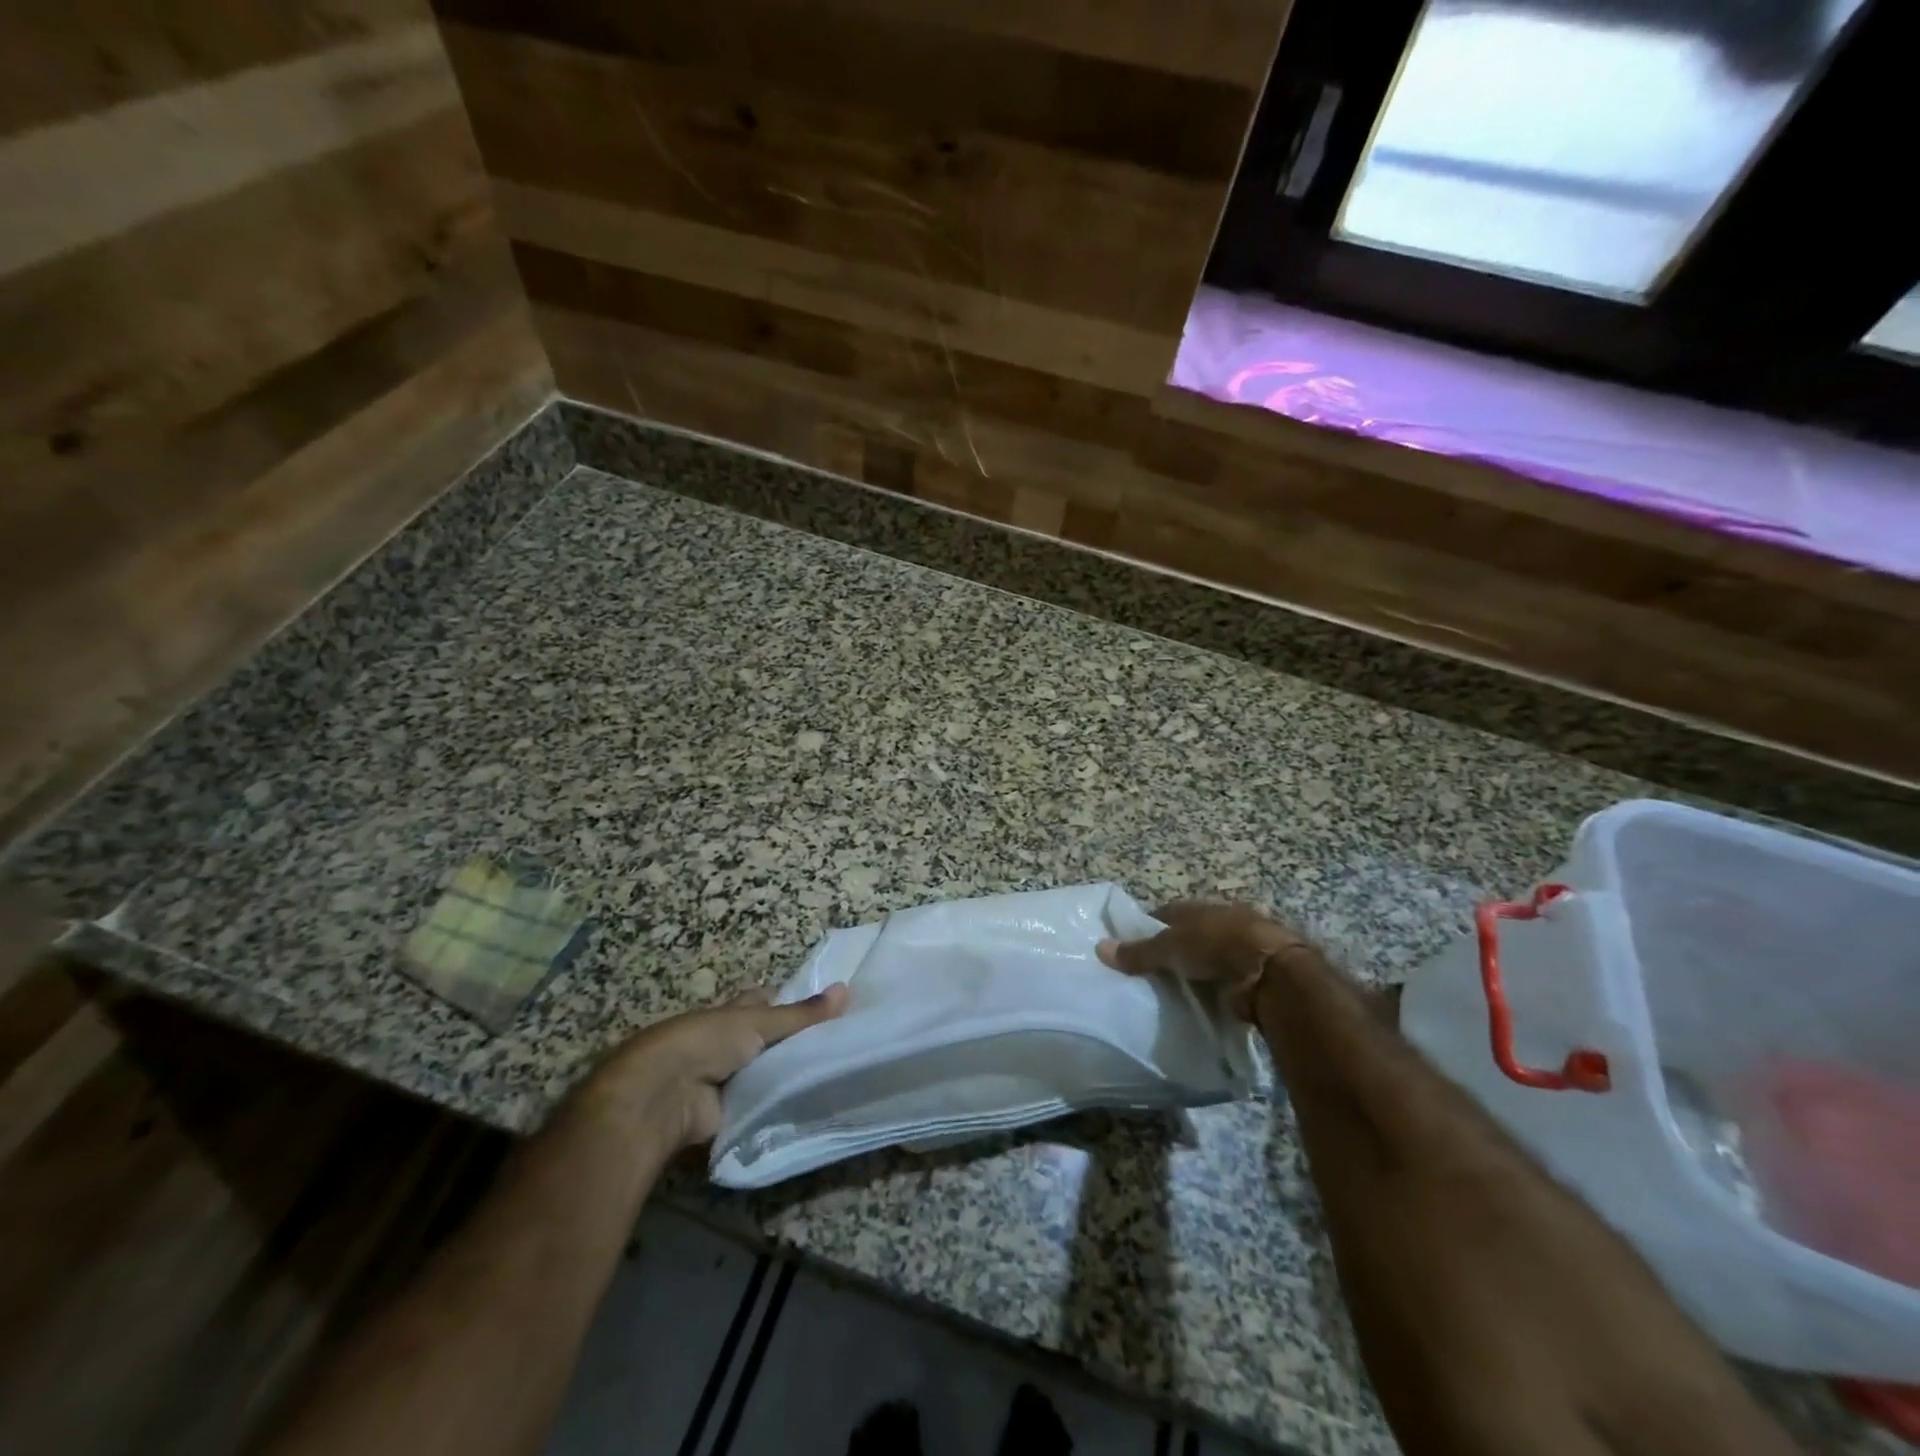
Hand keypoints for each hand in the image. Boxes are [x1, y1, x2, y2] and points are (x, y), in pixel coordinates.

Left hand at [580, 983, 847, 1151]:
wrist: (663, 1095)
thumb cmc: (705, 1042)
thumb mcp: (758, 1022)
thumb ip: (801, 1015)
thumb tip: (846, 990)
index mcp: (731, 1013)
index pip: (763, 1002)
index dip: (787, 1002)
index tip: (823, 1005)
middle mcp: (727, 1043)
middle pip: (765, 1039)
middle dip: (792, 1042)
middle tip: (838, 1044)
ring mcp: (725, 1080)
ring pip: (764, 1074)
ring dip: (786, 1076)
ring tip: (834, 1077)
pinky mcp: (724, 1114)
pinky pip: (759, 1107)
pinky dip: (778, 1107)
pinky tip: (810, 1107)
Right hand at [1097, 901, 1307, 1017]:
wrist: (1271, 970)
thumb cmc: (1215, 945)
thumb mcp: (1169, 947)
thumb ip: (1137, 952)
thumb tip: (1098, 948)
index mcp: (1197, 907)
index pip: (1165, 915)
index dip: (1147, 929)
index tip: (1131, 949)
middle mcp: (1218, 921)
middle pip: (1187, 936)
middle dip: (1171, 953)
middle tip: (1148, 976)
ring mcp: (1239, 947)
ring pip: (1206, 959)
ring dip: (1193, 972)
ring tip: (1171, 993)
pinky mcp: (1253, 973)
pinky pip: (1223, 981)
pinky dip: (1212, 990)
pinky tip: (1199, 1003)